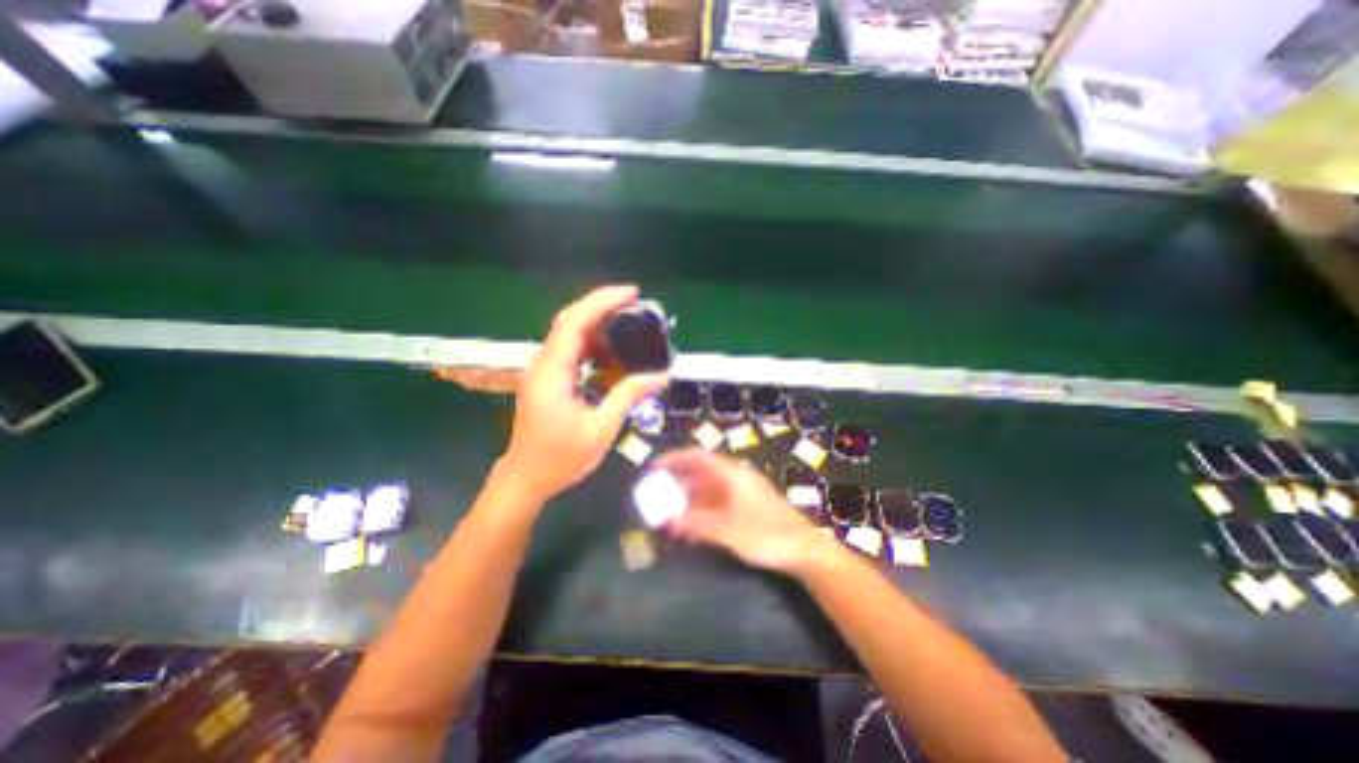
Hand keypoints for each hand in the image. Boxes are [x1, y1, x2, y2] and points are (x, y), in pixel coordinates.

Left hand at [498, 288, 668, 499]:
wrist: (525, 478)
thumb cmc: (561, 458)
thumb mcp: (601, 428)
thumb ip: (628, 396)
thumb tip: (661, 376)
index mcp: (553, 372)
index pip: (574, 322)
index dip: (602, 302)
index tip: (631, 293)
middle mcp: (543, 364)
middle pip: (570, 321)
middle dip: (601, 306)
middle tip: (634, 303)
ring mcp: (542, 371)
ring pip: (569, 334)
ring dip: (597, 324)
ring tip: (628, 324)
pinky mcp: (546, 379)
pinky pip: (570, 351)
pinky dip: (591, 344)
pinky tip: (611, 351)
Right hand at [656, 447, 832, 572]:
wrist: (805, 550)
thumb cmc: (766, 535)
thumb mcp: (727, 531)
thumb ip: (696, 524)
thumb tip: (666, 520)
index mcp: (732, 474)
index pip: (698, 456)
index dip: (674, 459)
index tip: (654, 467)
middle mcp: (736, 477)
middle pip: (701, 471)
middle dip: (678, 481)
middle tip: (657, 493)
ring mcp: (743, 492)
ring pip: (709, 488)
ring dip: (689, 498)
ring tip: (670, 512)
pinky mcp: (748, 506)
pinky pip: (718, 502)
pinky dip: (702, 509)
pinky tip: (692, 525)